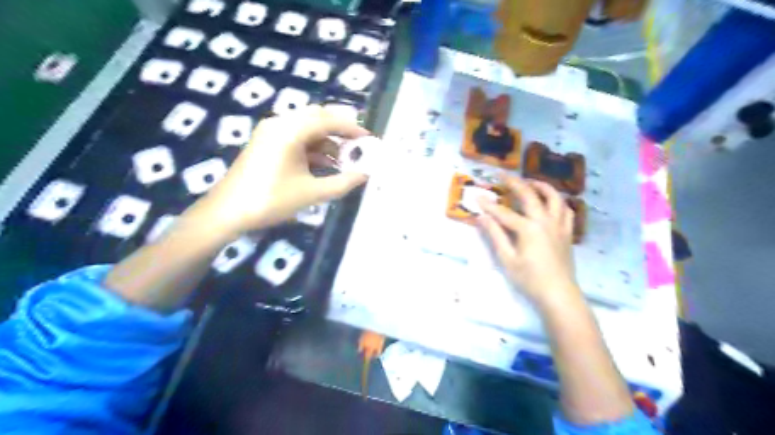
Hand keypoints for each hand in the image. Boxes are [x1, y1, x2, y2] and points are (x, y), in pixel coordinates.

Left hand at [191, 106, 367, 237]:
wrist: (227, 212)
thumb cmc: (270, 200)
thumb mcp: (311, 193)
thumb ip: (342, 183)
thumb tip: (365, 175)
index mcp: (290, 131)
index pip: (328, 120)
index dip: (351, 129)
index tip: (368, 139)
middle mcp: (280, 124)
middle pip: (317, 118)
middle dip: (340, 130)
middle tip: (357, 146)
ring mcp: (271, 132)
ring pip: (307, 128)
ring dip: (327, 141)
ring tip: (344, 161)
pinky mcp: (266, 143)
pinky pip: (296, 138)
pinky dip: (313, 148)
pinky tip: (324, 165)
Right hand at [480, 175, 581, 308]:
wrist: (558, 293)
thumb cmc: (529, 278)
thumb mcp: (507, 259)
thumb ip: (495, 235)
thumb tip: (482, 217)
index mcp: (528, 228)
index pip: (503, 212)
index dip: (489, 205)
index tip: (477, 196)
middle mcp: (545, 221)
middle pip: (530, 195)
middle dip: (515, 183)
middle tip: (503, 176)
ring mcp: (559, 225)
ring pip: (554, 197)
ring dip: (541, 186)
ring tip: (530, 183)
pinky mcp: (567, 232)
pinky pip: (566, 210)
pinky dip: (558, 202)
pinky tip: (551, 203)